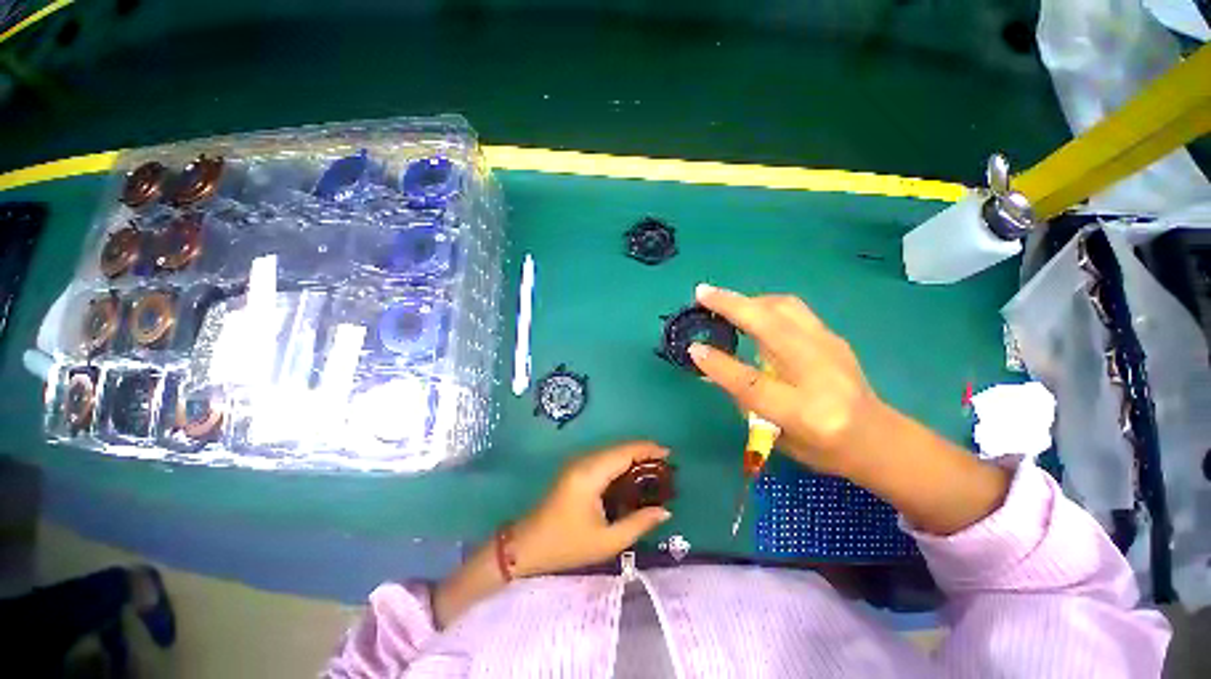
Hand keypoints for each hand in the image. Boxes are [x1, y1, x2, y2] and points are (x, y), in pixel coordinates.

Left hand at [510, 442, 671, 576]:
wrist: (527, 545)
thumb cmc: (566, 545)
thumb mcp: (606, 542)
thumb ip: (638, 524)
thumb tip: (665, 511)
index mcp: (590, 474)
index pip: (624, 452)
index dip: (648, 449)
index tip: (670, 455)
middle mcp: (584, 461)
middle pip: (619, 448)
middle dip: (643, 452)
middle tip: (666, 466)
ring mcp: (578, 463)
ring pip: (612, 451)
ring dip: (633, 456)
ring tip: (655, 469)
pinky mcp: (575, 468)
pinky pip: (604, 458)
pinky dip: (621, 462)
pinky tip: (632, 475)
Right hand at [688, 285, 1009, 534]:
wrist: (880, 438)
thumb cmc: (823, 447)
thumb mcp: (776, 435)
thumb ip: (744, 398)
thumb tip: (711, 366)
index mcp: (806, 412)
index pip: (753, 384)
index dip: (720, 365)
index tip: (694, 348)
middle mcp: (820, 373)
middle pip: (771, 327)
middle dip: (732, 305)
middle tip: (703, 292)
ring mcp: (832, 348)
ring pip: (784, 307)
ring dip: (748, 299)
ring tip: (724, 301)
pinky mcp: (834, 336)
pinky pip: (793, 309)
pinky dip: (765, 304)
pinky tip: (752, 310)